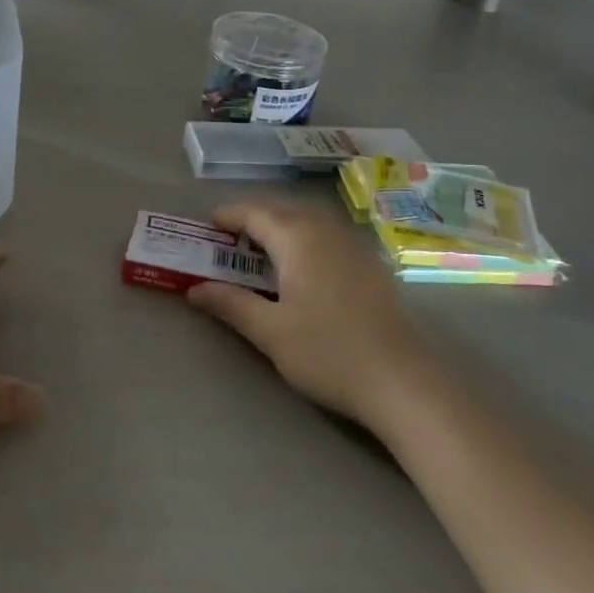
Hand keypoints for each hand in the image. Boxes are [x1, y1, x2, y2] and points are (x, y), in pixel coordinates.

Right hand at [186, 201, 433, 427]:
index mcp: (298, 238)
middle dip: (253, 219)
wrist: (400, 381)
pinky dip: (305, 239)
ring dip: (280, 227)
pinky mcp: (371, 265)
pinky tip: (302, 267)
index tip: (207, 225)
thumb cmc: (327, 352)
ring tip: (260, 250)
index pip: (255, 213)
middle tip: (228, 240)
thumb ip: (230, 304)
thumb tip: (194, 289)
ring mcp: (353, 246)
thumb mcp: (269, 331)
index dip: (228, 215)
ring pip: (308, 221)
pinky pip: (328, 236)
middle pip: (282, 211)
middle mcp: (326, 231)